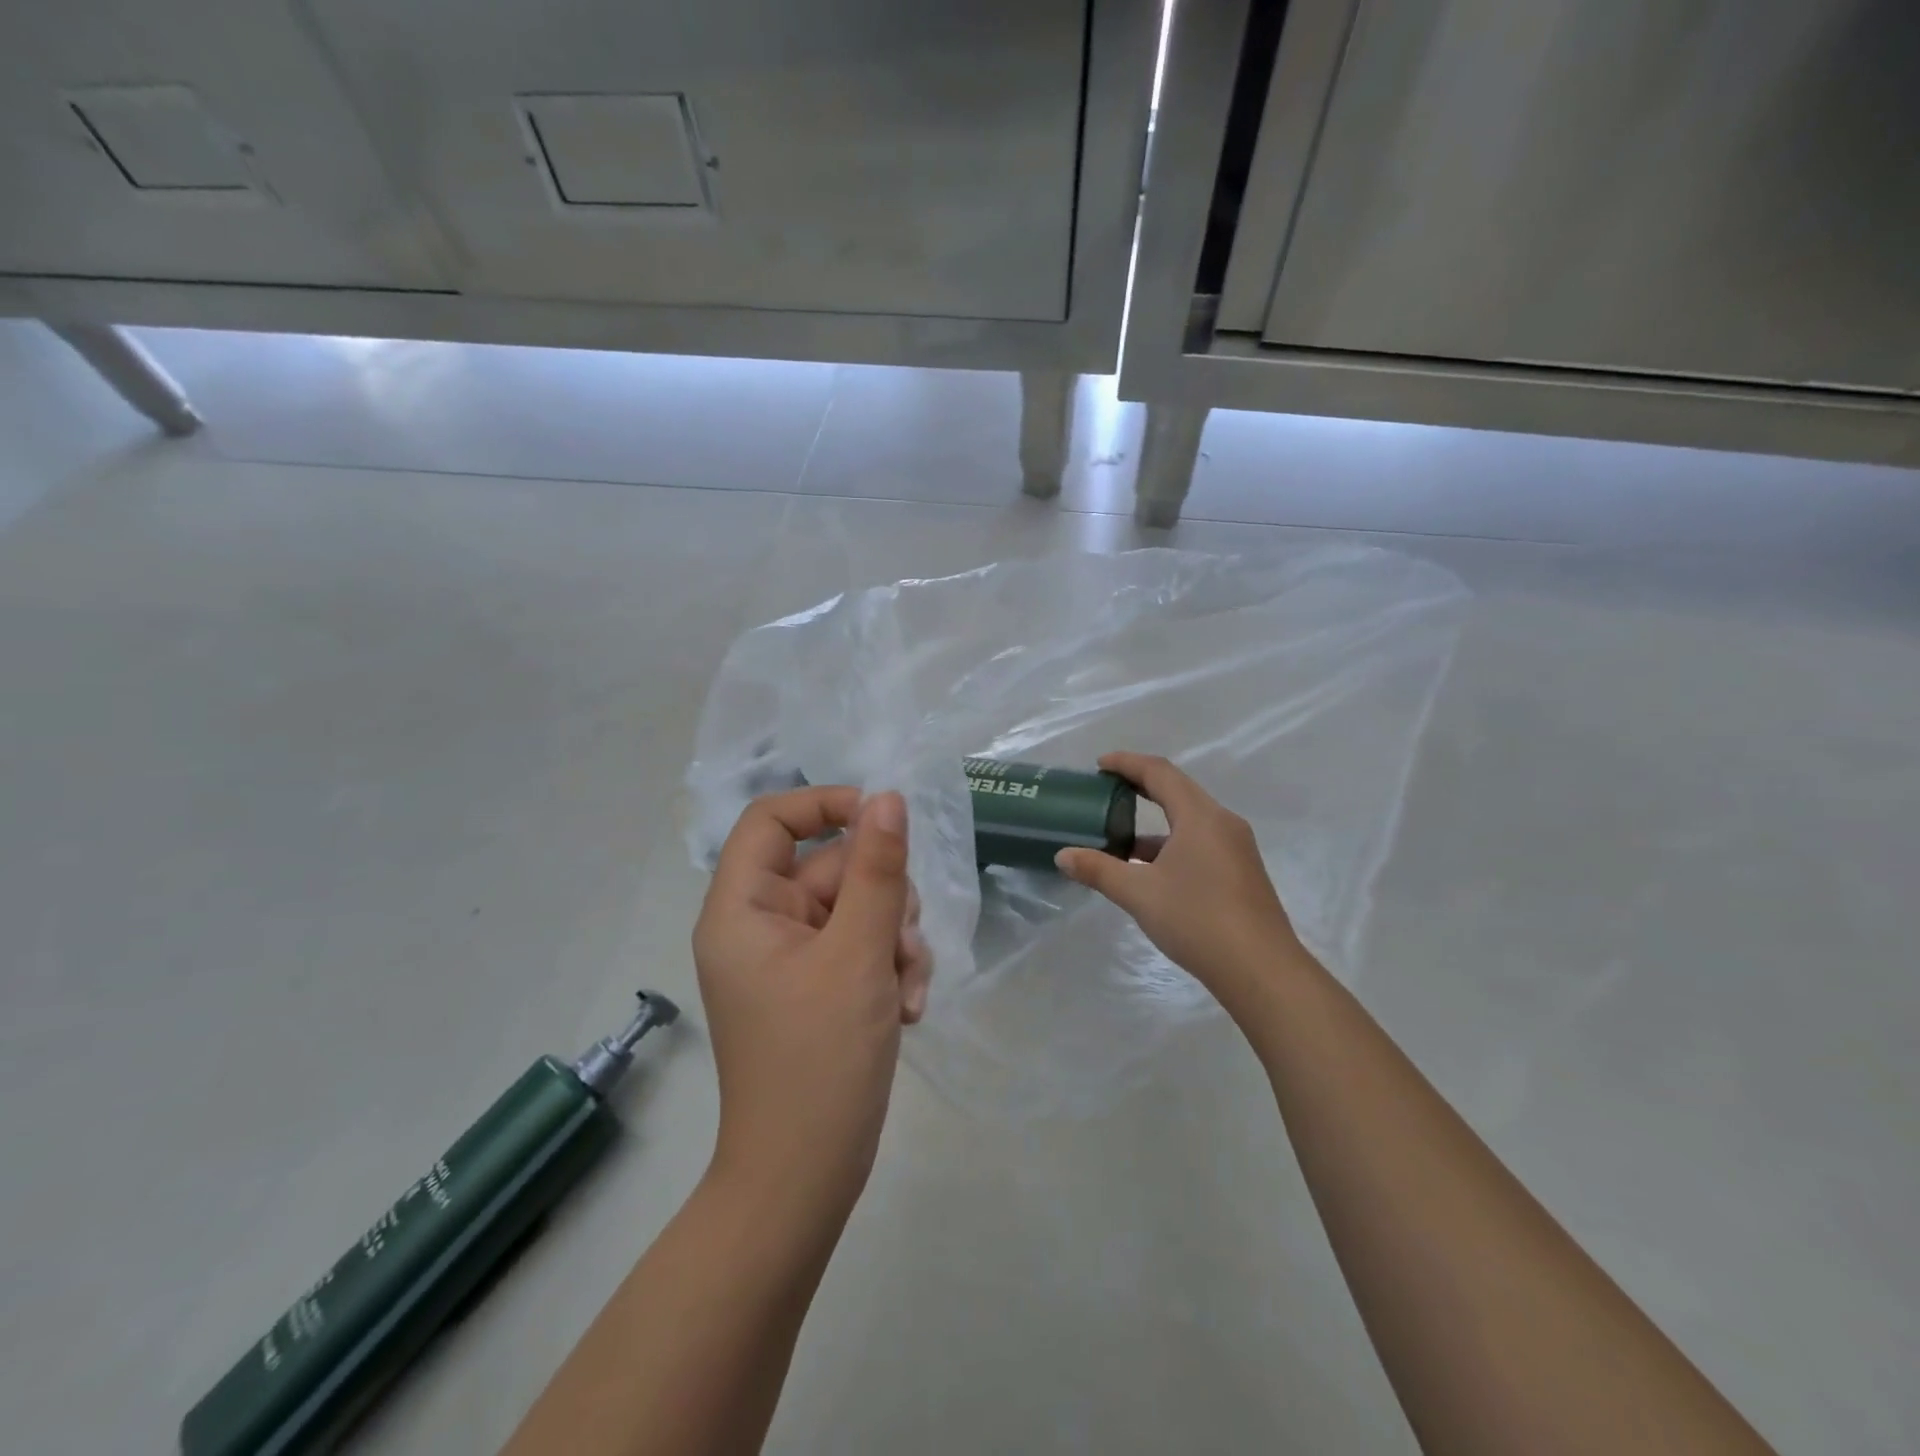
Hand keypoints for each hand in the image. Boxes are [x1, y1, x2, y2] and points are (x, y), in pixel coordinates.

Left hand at [692, 787, 930, 1222]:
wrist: (806, 1178)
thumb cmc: (821, 1060)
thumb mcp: (858, 955)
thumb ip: (878, 870)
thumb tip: (889, 798)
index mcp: (743, 908)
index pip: (771, 819)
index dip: (826, 805)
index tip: (884, 820)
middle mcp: (761, 924)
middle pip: (833, 866)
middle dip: (883, 901)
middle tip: (901, 946)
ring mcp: (791, 957)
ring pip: (858, 907)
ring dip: (895, 941)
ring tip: (906, 992)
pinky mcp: (818, 985)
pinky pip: (861, 946)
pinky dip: (888, 968)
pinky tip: (907, 1011)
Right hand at [1056, 753, 1303, 1015]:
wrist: (1261, 971)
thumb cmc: (1197, 919)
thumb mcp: (1139, 894)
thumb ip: (1098, 870)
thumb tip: (1063, 855)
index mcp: (1200, 816)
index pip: (1159, 773)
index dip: (1127, 763)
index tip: (1099, 765)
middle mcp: (1222, 823)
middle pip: (1177, 791)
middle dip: (1140, 787)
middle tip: (1107, 790)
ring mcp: (1236, 849)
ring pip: (1189, 820)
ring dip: (1154, 823)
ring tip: (1120, 836)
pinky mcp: (1241, 873)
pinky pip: (1200, 842)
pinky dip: (1170, 844)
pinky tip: (1149, 870)